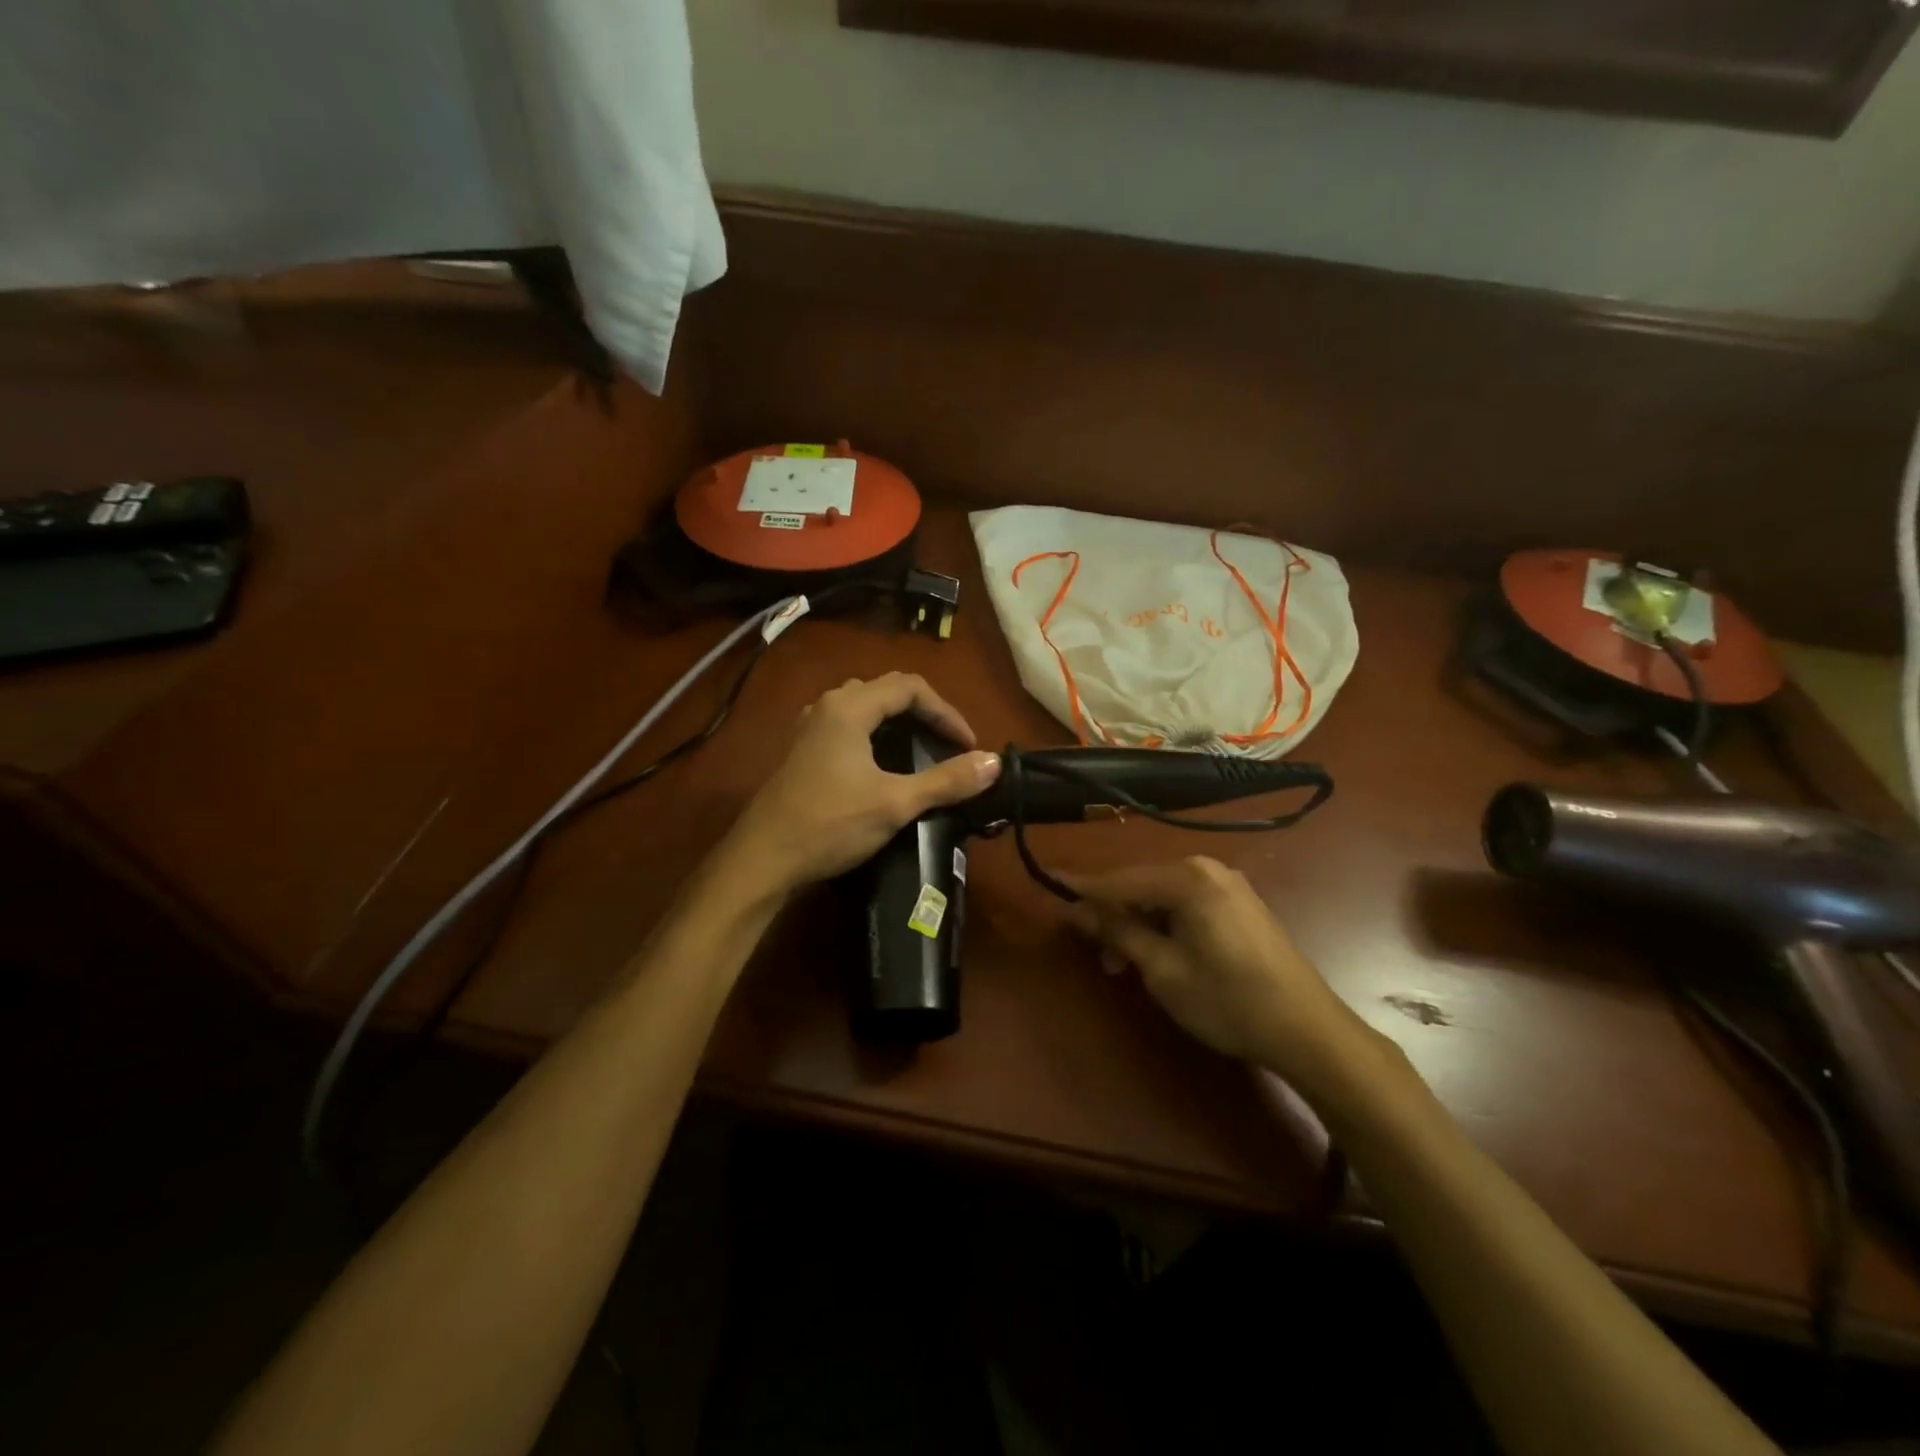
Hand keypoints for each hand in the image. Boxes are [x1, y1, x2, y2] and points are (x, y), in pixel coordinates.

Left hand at [726, 673, 1001, 895]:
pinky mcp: (802, 752)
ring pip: (864, 708)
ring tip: (921, 750)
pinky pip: (847, 727)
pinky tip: (882, 766)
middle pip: (886, 691)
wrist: (763, 860)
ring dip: (897, 723)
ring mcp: (810, 729)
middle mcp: (827, 706)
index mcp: (849, 707)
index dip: (946, 711)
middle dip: (923, 713)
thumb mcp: (895, 803)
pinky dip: (874, 736)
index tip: (967, 745)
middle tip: (947, 744)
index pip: (910, 687)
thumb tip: (993, 762)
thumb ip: (946, 781)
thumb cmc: (830, 824)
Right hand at [1068, 856, 1383, 1096]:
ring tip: (1123, 964)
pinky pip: (1186, 906)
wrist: (1307, 1030)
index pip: (1120, 880)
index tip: (1049, 882)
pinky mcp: (1240, 906)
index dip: (1083, 887)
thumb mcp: (1162, 969)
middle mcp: (1207, 870)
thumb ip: (1118, 931)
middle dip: (1113, 915)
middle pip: (1142, 885)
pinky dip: (1164, 925)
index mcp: (1187, 878)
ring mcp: (1228, 886)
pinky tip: (1156, 954)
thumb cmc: (1227, 1000)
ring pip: (1163, 897)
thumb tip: (1078, 908)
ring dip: (1137, 924)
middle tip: (1095, 953)